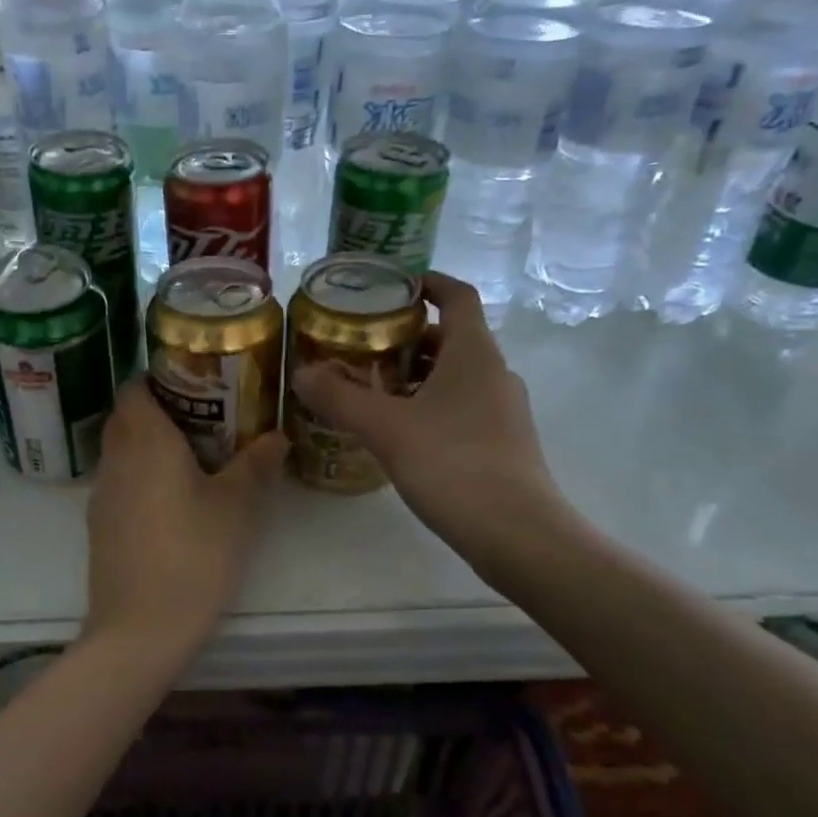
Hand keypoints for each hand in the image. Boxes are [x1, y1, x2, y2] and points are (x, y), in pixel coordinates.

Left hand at [84, 381, 287, 650]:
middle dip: (159, 409)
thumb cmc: (193, 556)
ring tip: (194, 456)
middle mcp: (115, 459)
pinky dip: (141, 475)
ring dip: (149, 444)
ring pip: (121, 450)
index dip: (160, 377)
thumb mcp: (236, 508)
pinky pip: (119, 481)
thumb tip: (277, 436)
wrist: (140, 629)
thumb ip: (256, 465)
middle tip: (205, 417)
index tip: (196, 383)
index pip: (135, 387)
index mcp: (145, 441)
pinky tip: (173, 499)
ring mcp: (102, 494)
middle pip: (126, 416)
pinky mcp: (100, 525)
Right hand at [290, 272, 573, 558]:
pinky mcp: (502, 442)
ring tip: (371, 389)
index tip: (392, 287)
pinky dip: (429, 405)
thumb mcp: (384, 427)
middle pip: (450, 337)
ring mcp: (503, 409)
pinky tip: (398, 432)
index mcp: (473, 352)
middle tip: (362, 346)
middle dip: (406, 337)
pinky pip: (461, 406)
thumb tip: (301, 374)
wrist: (516, 533)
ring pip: (454, 376)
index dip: (427, 283)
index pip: (457, 295)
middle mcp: (494, 372)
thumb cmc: (451, 463)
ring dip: (415, 375)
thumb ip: (339, 397)